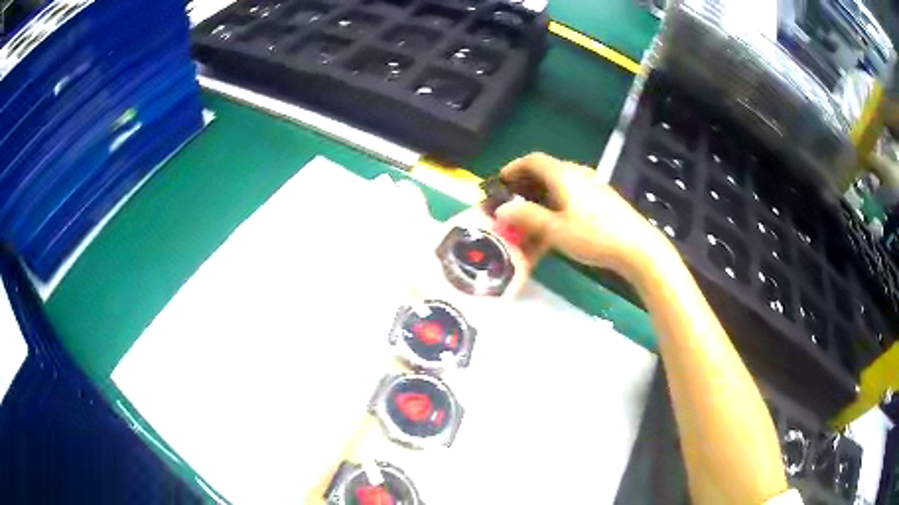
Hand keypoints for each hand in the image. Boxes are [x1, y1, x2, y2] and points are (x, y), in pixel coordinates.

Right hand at [496, 152, 673, 280]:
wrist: (637, 247)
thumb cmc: (594, 236)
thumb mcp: (555, 230)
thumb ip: (527, 217)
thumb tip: (501, 209)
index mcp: (563, 174)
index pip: (532, 160)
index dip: (513, 168)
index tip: (499, 182)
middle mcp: (577, 173)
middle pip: (544, 172)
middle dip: (524, 187)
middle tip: (510, 204)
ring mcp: (592, 186)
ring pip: (558, 187)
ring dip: (540, 201)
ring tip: (529, 222)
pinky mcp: (602, 199)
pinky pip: (571, 197)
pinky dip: (556, 207)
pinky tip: (554, 228)